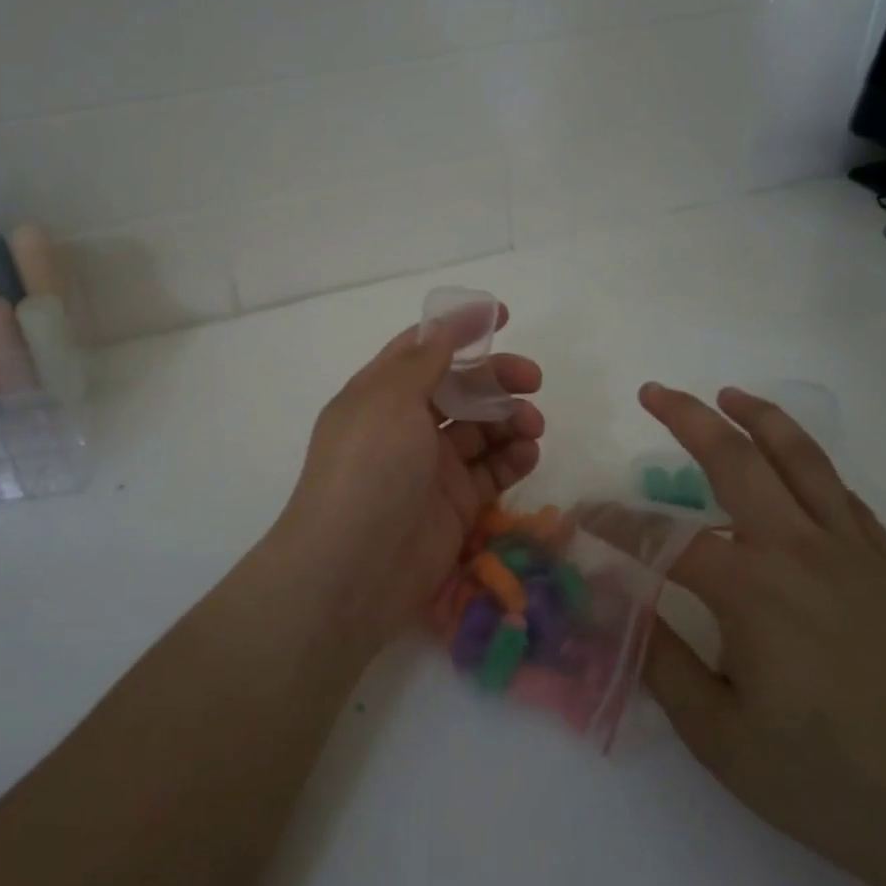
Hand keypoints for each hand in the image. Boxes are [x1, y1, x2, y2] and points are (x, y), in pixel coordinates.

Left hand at [266, 309, 543, 654]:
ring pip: (481, 429)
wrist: (353, 569)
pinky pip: (492, 471)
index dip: (460, 330)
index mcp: (381, 393)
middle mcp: (405, 425)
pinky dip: (513, 458)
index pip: (424, 348)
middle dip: (497, 378)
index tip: (503, 317)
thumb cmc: (369, 468)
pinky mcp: (455, 505)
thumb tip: (453, 316)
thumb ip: (427, 356)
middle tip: (532, 380)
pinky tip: (527, 454)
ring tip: (532, 426)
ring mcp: (431, 467)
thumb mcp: (390, 398)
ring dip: (511, 418)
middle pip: (460, 387)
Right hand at [638, 383, 885, 885]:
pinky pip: (843, 495)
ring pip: (800, 458)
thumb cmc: (830, 784)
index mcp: (750, 590)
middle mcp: (797, 549)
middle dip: (686, 417)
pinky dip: (810, 466)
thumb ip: (661, 660)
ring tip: (727, 395)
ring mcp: (852, 551)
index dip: (614, 522)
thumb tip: (616, 599)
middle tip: (652, 391)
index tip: (582, 516)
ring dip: (758, 416)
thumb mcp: (721, 737)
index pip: (661, 537)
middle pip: (734, 458)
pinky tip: (794, 466)